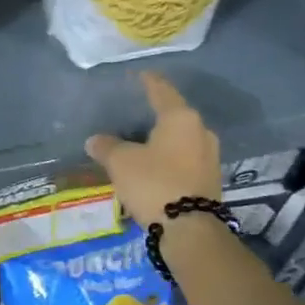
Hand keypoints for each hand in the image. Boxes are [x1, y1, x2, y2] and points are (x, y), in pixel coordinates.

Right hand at [85, 72, 221, 227]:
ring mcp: (209, 156)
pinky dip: (169, 157)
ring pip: (181, 139)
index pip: (161, 90)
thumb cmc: (154, 183)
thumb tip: (95, 140)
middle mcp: (201, 131)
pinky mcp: (210, 179)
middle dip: (156, 113)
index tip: (139, 75)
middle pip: (175, 115)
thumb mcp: (121, 162)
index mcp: (180, 118)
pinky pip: (185, 158)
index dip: (148, 81)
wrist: (190, 230)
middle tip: (136, 111)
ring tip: (142, 141)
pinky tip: (154, 164)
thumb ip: (106, 146)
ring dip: (163, 139)